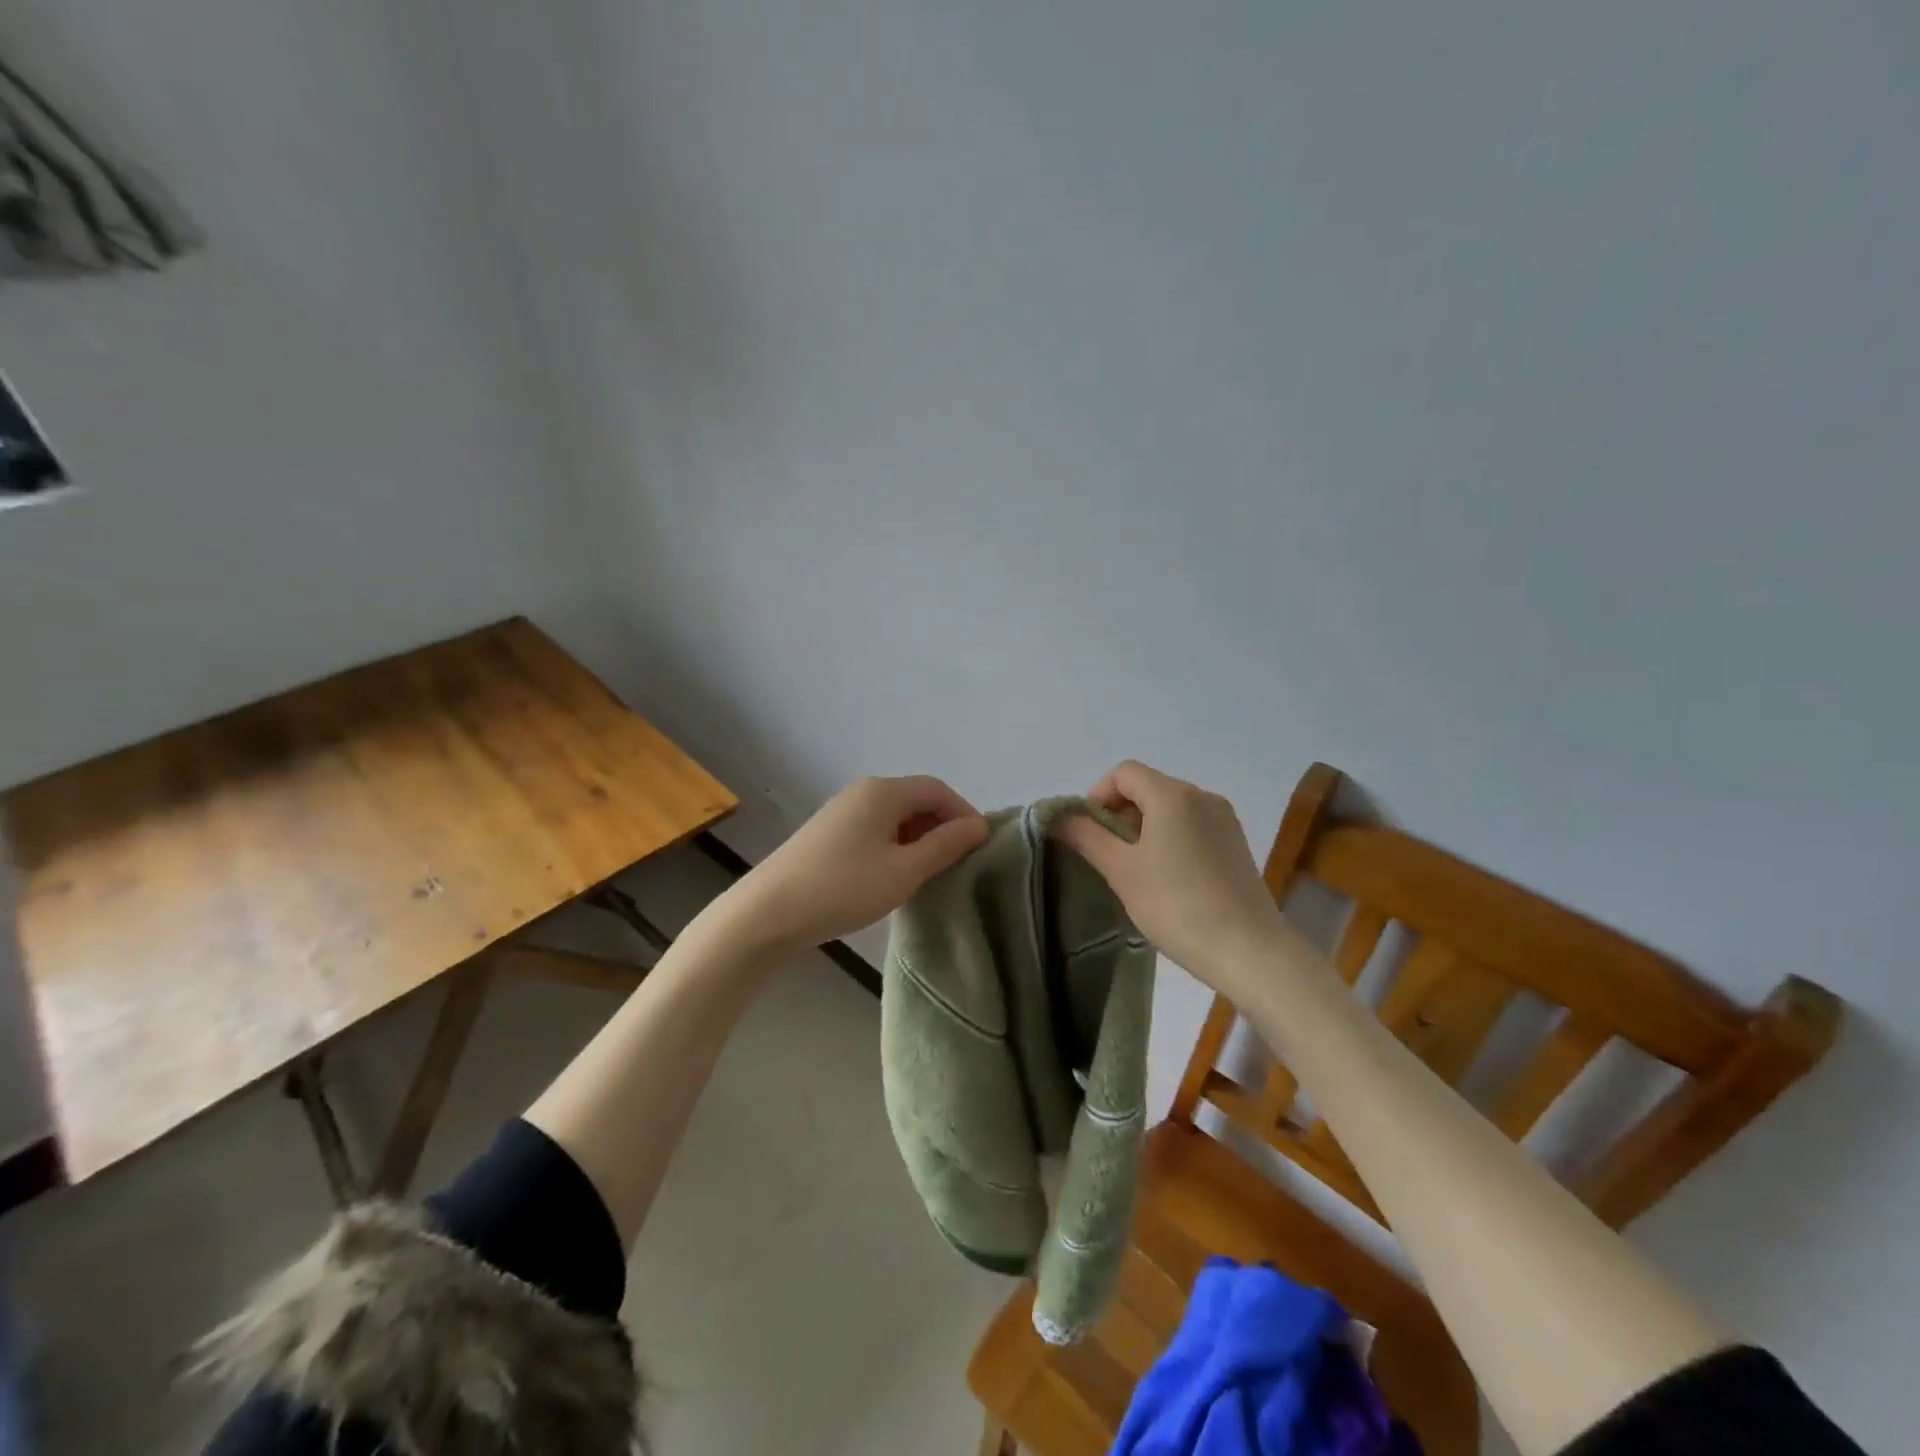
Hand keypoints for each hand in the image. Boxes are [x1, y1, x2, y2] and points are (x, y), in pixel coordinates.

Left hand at [716, 775, 988, 953]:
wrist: (768, 912)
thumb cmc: (844, 888)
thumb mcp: (904, 870)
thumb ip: (945, 846)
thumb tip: (979, 826)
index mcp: (884, 791)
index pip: (938, 789)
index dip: (964, 814)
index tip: (980, 848)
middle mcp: (863, 791)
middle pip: (916, 800)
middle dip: (943, 827)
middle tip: (960, 864)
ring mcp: (842, 811)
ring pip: (896, 817)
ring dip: (920, 840)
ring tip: (933, 874)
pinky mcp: (828, 834)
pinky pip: (876, 830)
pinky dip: (896, 847)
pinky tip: (897, 877)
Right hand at [1055, 760, 1288, 991]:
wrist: (1249, 950)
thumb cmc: (1177, 905)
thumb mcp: (1121, 871)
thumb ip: (1086, 837)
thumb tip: (1058, 817)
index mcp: (1173, 794)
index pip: (1124, 773)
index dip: (1097, 795)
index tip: (1087, 832)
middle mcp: (1201, 796)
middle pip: (1147, 787)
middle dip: (1119, 813)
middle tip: (1106, 855)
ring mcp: (1224, 819)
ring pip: (1170, 807)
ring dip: (1143, 827)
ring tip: (1134, 869)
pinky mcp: (1235, 843)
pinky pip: (1191, 825)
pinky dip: (1169, 837)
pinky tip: (1166, 877)